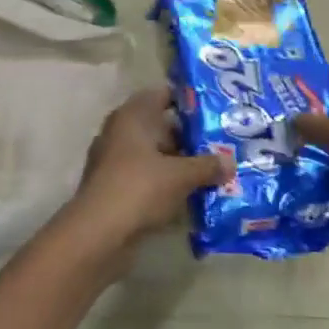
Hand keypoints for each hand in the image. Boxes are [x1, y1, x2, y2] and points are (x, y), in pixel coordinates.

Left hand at [68, 85, 229, 246]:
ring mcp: (115, 160)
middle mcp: (121, 131)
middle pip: (160, 125)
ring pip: (154, 153)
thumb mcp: (181, 175)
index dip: (188, 100)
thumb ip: (207, 166)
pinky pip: (147, 176)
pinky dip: (166, 182)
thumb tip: (230, 162)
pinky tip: (191, 193)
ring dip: (179, 161)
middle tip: (222, 141)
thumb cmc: (139, 188)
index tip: (215, 109)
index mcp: (133, 115)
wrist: (98, 233)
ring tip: (213, 169)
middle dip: (189, 135)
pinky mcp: (115, 187)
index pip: (163, 94)